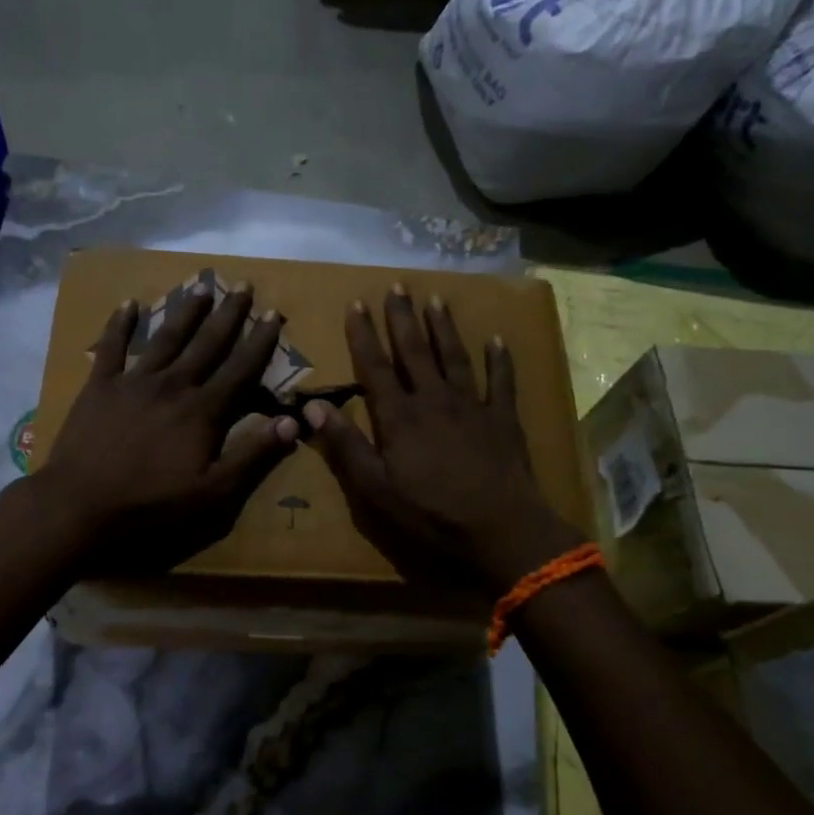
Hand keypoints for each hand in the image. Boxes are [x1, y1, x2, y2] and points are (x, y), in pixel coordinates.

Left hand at [37, 282, 298, 573]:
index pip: (241, 368)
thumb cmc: (152, 504)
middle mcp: (173, 385)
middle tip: (243, 285)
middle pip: (207, 343)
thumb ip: (253, 455)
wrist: (81, 505)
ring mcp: (134, 381)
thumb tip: (292, 421)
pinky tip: (128, 303)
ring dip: (186, 311)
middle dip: (229, 314)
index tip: (275, 314)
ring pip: (166, 337)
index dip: (261, 341)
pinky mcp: (100, 386)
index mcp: (203, 410)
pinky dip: (120, 323)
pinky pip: (112, 347)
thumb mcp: (213, 492)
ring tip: (201, 286)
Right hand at [305, 285, 583, 594]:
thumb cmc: (430, 512)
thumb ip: (345, 444)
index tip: (356, 303)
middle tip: (397, 286)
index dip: (364, 334)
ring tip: (435, 300)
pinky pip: (501, 381)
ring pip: (454, 356)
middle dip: (402, 318)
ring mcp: (472, 405)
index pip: (375, 367)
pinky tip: (497, 339)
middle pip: (415, 351)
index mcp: (399, 416)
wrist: (499, 528)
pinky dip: (499, 359)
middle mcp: (434, 399)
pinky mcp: (502, 418)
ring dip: (443, 327)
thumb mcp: (376, 487)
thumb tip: (311, 406)